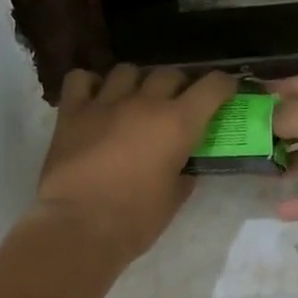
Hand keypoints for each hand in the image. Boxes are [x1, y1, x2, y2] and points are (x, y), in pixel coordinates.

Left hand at [32, 64, 237, 265]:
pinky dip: (90, 85)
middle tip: (176, 106)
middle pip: (169, 74)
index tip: (226, 91)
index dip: (223, 85)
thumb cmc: (135, 220)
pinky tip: (94, 100)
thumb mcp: (174, 198)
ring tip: (133, 101)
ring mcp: (105, 103)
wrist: (79, 227)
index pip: (213, 85)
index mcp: (178, 123)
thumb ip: (183, 173)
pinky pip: (81, 79)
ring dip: (136, 83)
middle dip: (178, 86)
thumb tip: (183, 166)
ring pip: (127, 71)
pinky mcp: (72, 112)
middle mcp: (145, 102)